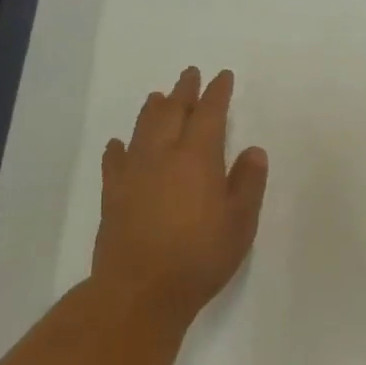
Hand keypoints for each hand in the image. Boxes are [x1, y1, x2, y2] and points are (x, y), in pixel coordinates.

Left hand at [94, 67, 268, 328]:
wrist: (140, 290)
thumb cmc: (200, 257)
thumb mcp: (240, 223)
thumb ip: (248, 183)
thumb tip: (253, 151)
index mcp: (198, 158)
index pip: (209, 113)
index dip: (217, 93)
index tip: (222, 76)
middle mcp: (162, 155)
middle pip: (171, 111)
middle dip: (183, 90)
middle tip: (190, 74)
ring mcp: (133, 172)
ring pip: (142, 128)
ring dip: (153, 109)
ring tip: (159, 96)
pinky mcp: (112, 194)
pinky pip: (115, 159)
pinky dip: (120, 146)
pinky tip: (120, 143)